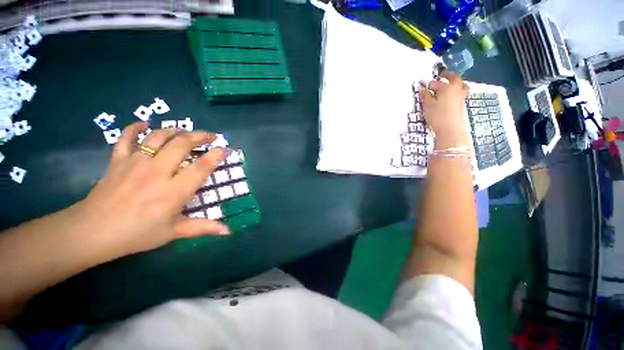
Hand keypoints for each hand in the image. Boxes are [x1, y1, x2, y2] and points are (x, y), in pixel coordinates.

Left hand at [78, 122, 230, 257]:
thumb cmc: (136, 234)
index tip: (226, 148)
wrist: (91, 232)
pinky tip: (145, 124)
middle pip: (181, 145)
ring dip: (176, 130)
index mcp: (173, 192)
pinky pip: (126, 138)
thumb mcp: (173, 232)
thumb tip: (228, 231)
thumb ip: (203, 227)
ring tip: (186, 131)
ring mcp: (135, 163)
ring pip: (158, 137)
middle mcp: (157, 172)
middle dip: (199, 136)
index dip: (216, 155)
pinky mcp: (118, 161)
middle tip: (211, 136)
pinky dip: (135, 128)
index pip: (201, 168)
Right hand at [420, 71, 469, 149]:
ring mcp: (461, 98)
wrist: (450, 129)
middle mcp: (457, 90)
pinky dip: (456, 92)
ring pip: (461, 86)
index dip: (435, 81)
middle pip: (456, 79)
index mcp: (448, 88)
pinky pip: (460, 94)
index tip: (428, 83)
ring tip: (448, 86)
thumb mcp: (428, 105)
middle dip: (449, 76)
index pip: (441, 81)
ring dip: (455, 84)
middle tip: (443, 77)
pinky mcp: (461, 106)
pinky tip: (449, 98)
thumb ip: (426, 96)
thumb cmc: (437, 115)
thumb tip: (422, 88)